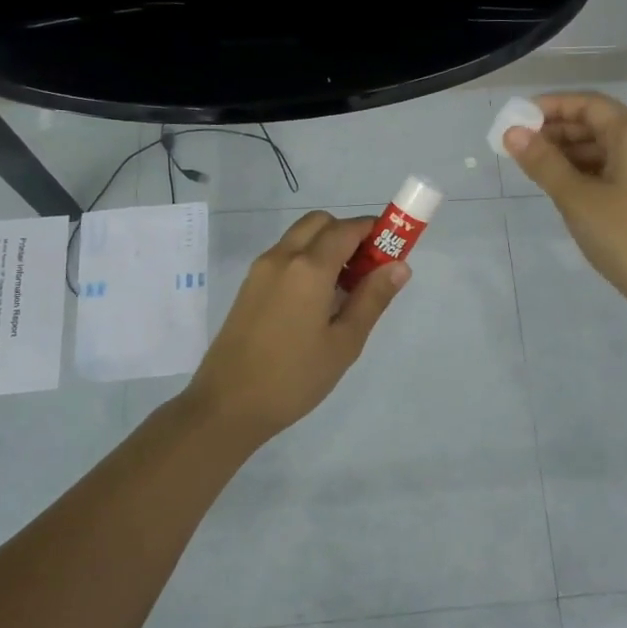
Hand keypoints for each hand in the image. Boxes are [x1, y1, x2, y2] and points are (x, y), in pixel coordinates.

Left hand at [181, 211, 407, 444]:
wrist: (227, 405)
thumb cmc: (294, 377)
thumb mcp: (344, 342)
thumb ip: (372, 298)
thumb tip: (399, 265)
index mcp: (309, 268)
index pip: (348, 229)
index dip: (375, 231)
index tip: (394, 250)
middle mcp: (282, 257)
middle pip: (321, 223)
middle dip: (348, 234)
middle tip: (367, 270)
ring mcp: (261, 269)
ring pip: (300, 236)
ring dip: (326, 246)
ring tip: (344, 290)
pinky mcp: (249, 285)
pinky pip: (285, 255)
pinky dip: (307, 260)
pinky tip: (317, 301)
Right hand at [504, 91, 626, 317]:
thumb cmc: (625, 236)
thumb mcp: (576, 198)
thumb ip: (543, 162)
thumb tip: (512, 133)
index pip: (590, 104)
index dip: (553, 106)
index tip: (520, 117)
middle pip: (600, 124)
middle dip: (559, 130)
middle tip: (521, 144)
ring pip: (608, 149)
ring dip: (572, 152)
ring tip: (535, 165)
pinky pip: (617, 169)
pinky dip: (588, 170)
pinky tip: (564, 185)